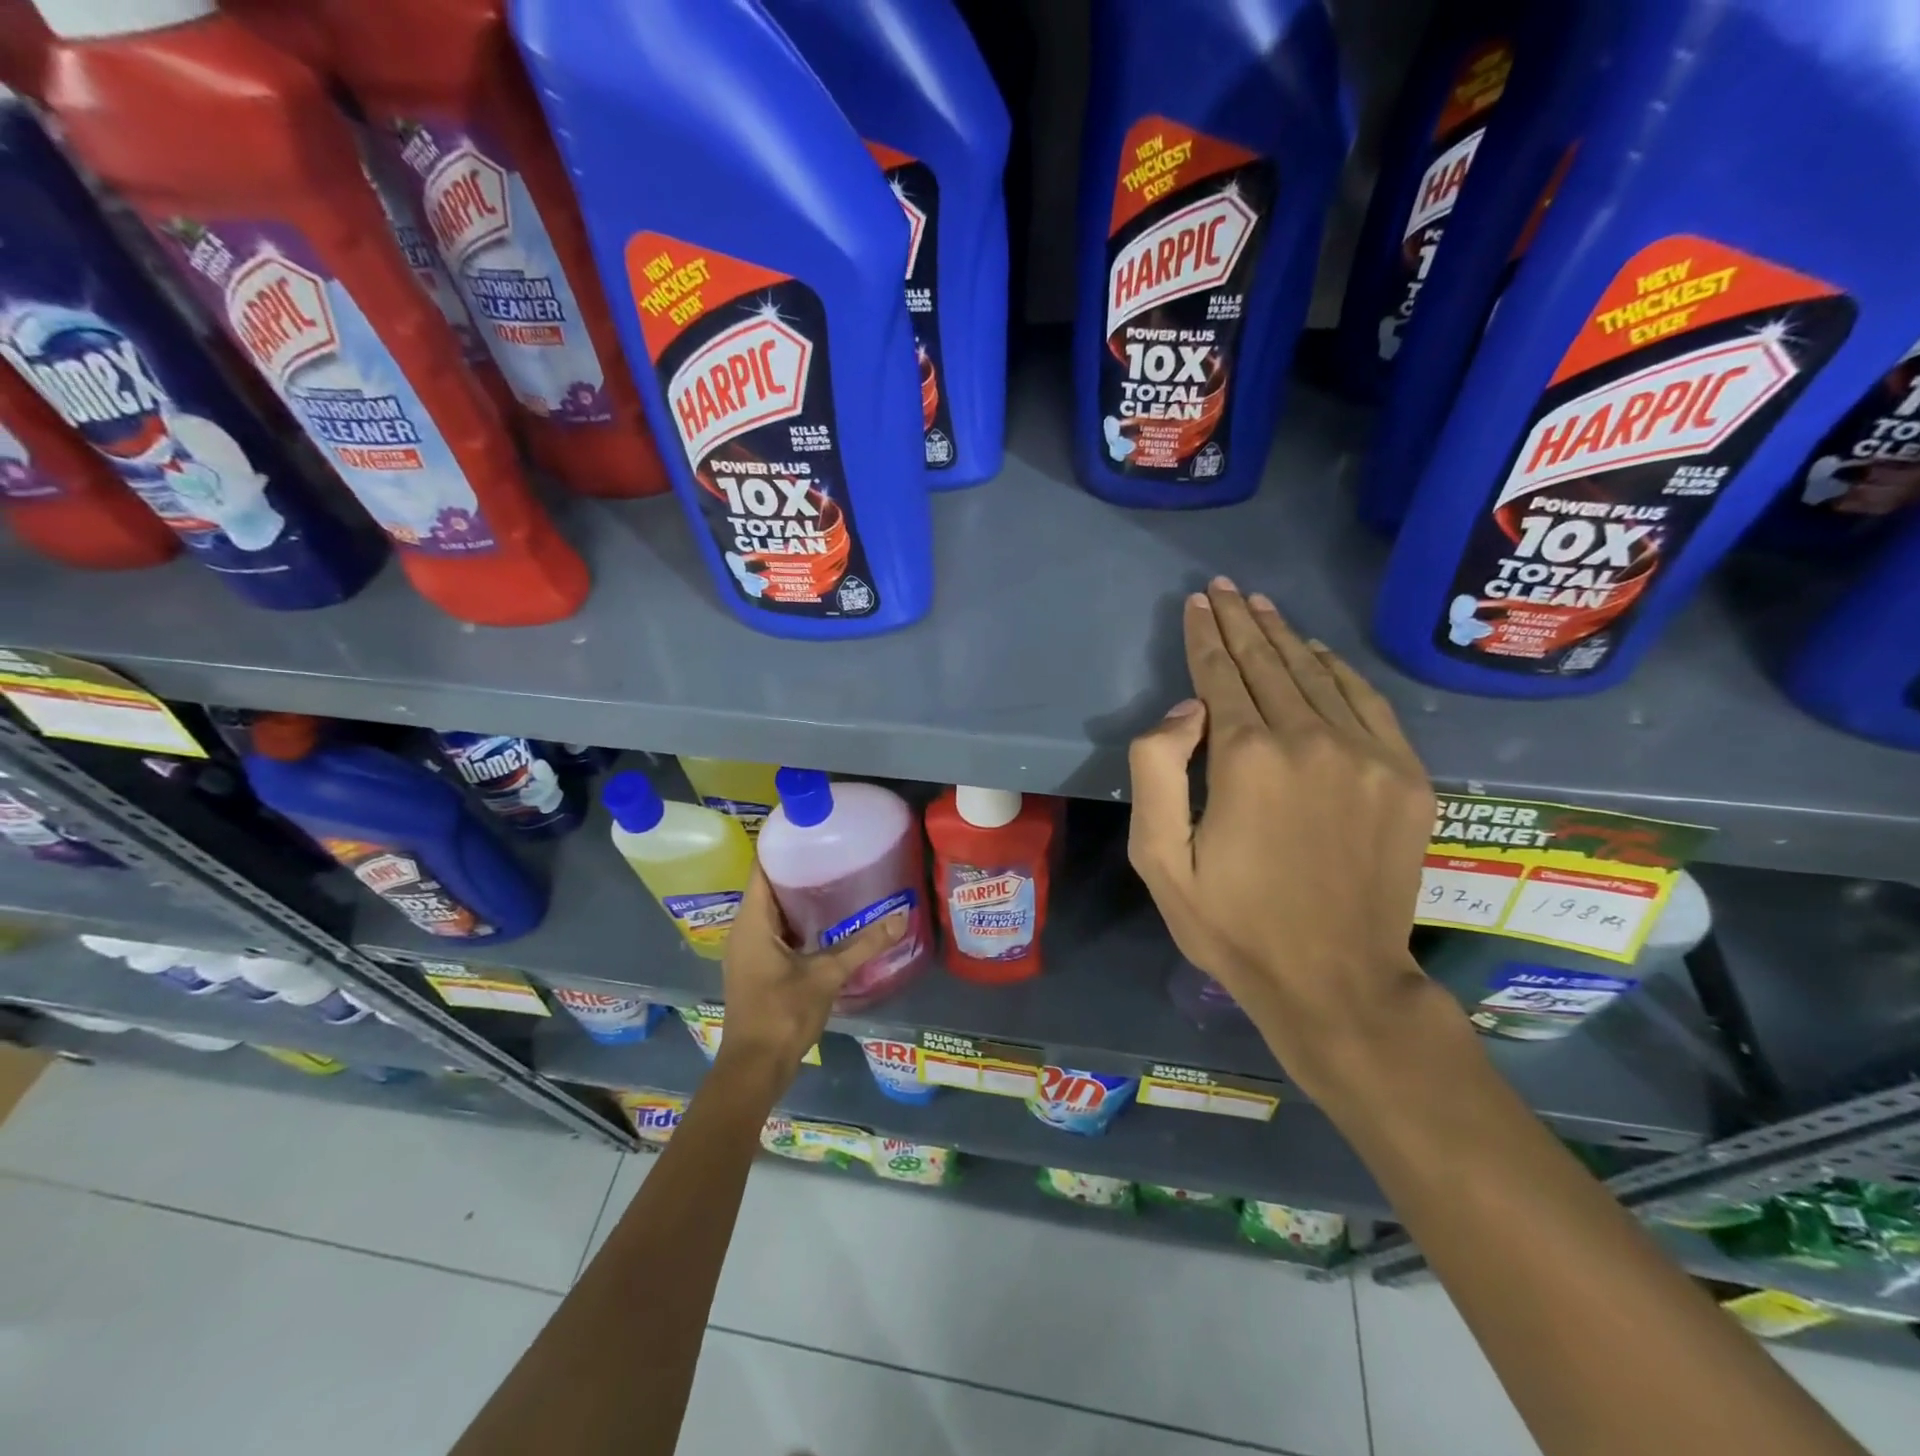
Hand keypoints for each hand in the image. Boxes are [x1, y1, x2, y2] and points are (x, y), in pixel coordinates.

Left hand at [712, 867, 905, 1101]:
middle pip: (767, 887)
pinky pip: (774, 931)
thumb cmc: (782, 1014)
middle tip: (834, 851)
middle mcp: (744, 931)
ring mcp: (747, 951)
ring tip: (834, 878)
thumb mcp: (826, 975)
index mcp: (752, 923)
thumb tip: (901, 918)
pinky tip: (826, 921)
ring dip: (798, 897)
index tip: (810, 830)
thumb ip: (863, 945)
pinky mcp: (756, 968)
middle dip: (798, 870)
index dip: (781, 847)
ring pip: (772, 911)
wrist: (755, 1068)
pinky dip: (796, 921)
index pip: (761, 869)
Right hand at [1127, 578, 1436, 1097]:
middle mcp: (1311, 741)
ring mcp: (1368, 756)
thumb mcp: (1159, 859)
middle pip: (1269, 664)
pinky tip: (1318, 653)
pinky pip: (1369, 703)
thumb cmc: (1232, 924)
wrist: (1335, 981)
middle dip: (1240, 621)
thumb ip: (1156, 771)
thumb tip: (1185, 708)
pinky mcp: (1407, 778)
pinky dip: (1339, 671)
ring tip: (1261, 606)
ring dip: (1284, 637)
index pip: (1220, 676)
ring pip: (1317, 675)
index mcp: (1247, 759)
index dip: (1204, 636)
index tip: (1196, 603)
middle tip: (1223, 587)